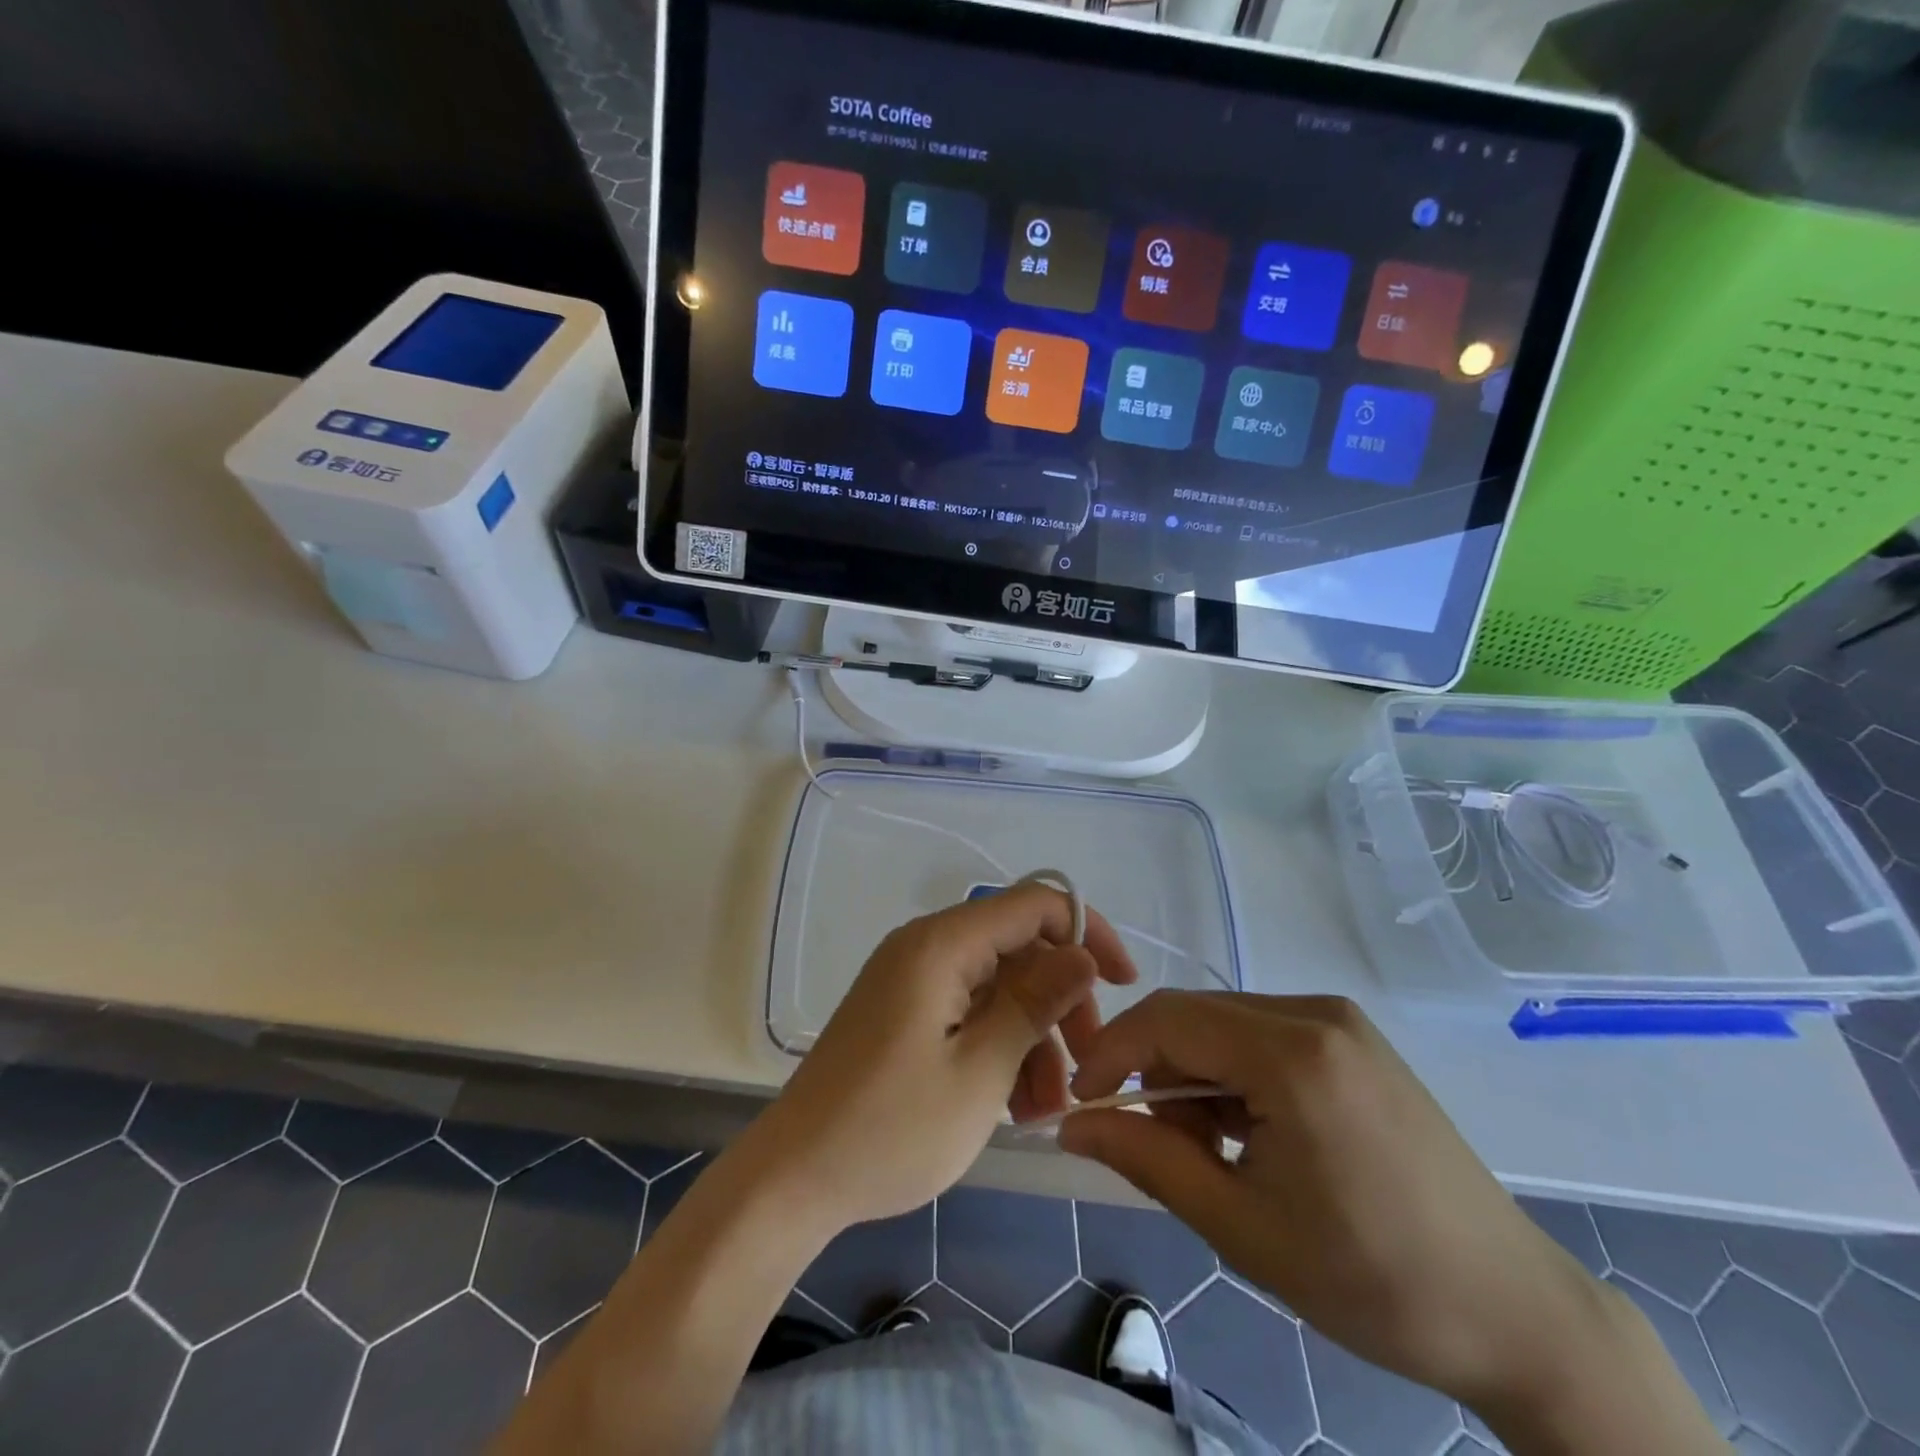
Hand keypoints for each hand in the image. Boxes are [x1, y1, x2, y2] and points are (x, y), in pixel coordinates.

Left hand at [742, 882, 1137, 1234]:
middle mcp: (926, 947)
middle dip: (1062, 1002)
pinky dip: (1000, 1047)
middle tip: (1089, 1065)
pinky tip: (1017, 1106)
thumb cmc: (891, 1128)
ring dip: (1034, 1037)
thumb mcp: (980, 1072)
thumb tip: (1083, 953)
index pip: (1034, 904)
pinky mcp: (904, 1012)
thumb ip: (1035, 1004)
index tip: (1124, 984)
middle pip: (1019, 949)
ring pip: (998, 987)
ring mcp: (912, 980)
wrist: (794, 1178)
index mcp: (942, 944)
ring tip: (1050, 1108)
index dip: (1088, 932)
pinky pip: (969, 1011)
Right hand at [1059, 994, 1639, 1416]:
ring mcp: (1340, 1020)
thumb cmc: (1372, 1279)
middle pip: (1195, 1017)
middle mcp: (1316, 1013)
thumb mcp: (1242, 1227)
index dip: (1111, 1054)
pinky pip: (1262, 1034)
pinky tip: (1253, 1132)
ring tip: (1213, 1151)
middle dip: (1155, 1072)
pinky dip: (1234, 1074)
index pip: (1168, 1019)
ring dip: (1195, 1076)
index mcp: (1293, 1054)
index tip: (1082, 1104)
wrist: (1514, 1312)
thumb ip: (1147, 1161)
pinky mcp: (1354, 1038)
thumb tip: (1073, 1125)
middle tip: (1155, 1146)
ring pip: (1225, 1024)